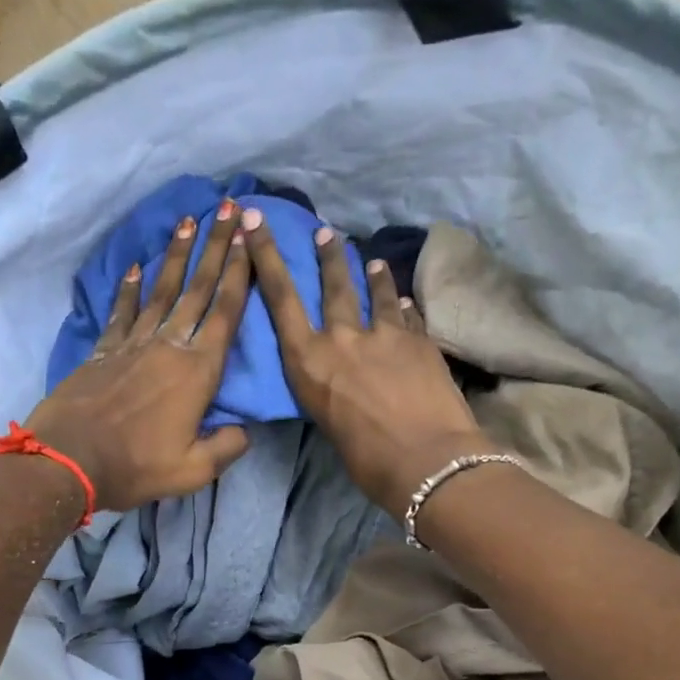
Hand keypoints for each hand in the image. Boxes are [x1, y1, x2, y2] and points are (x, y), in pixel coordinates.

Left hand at [25, 200, 252, 512]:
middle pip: (197, 290)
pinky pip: (121, 312)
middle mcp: (168, 347)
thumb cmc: (136, 466)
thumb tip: (244, 430)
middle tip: (225, 210)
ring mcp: (133, 345)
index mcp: (197, 373)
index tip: (248, 238)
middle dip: (214, 248)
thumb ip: (227, 447)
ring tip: (187, 222)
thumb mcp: (194, 470)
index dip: (239, 274)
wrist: (69, 461)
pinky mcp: (104, 351)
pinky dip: (130, 289)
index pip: (225, 313)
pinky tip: (137, 268)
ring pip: (161, 291)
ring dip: (176, 256)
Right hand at [241, 208, 489, 514]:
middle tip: (327, 234)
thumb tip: (343, 381)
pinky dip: (402, 306)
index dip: (265, 255)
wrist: (425, 459)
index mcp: (308, 362)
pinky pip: (407, 315)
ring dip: (371, 275)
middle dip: (328, 256)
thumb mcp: (328, 423)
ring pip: (374, 293)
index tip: (254, 219)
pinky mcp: (420, 340)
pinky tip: (404, 301)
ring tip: (372, 261)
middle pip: (332, 285)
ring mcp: (385, 334)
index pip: (280, 297)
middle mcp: (342, 338)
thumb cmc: (366, 460)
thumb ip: (330, 391)